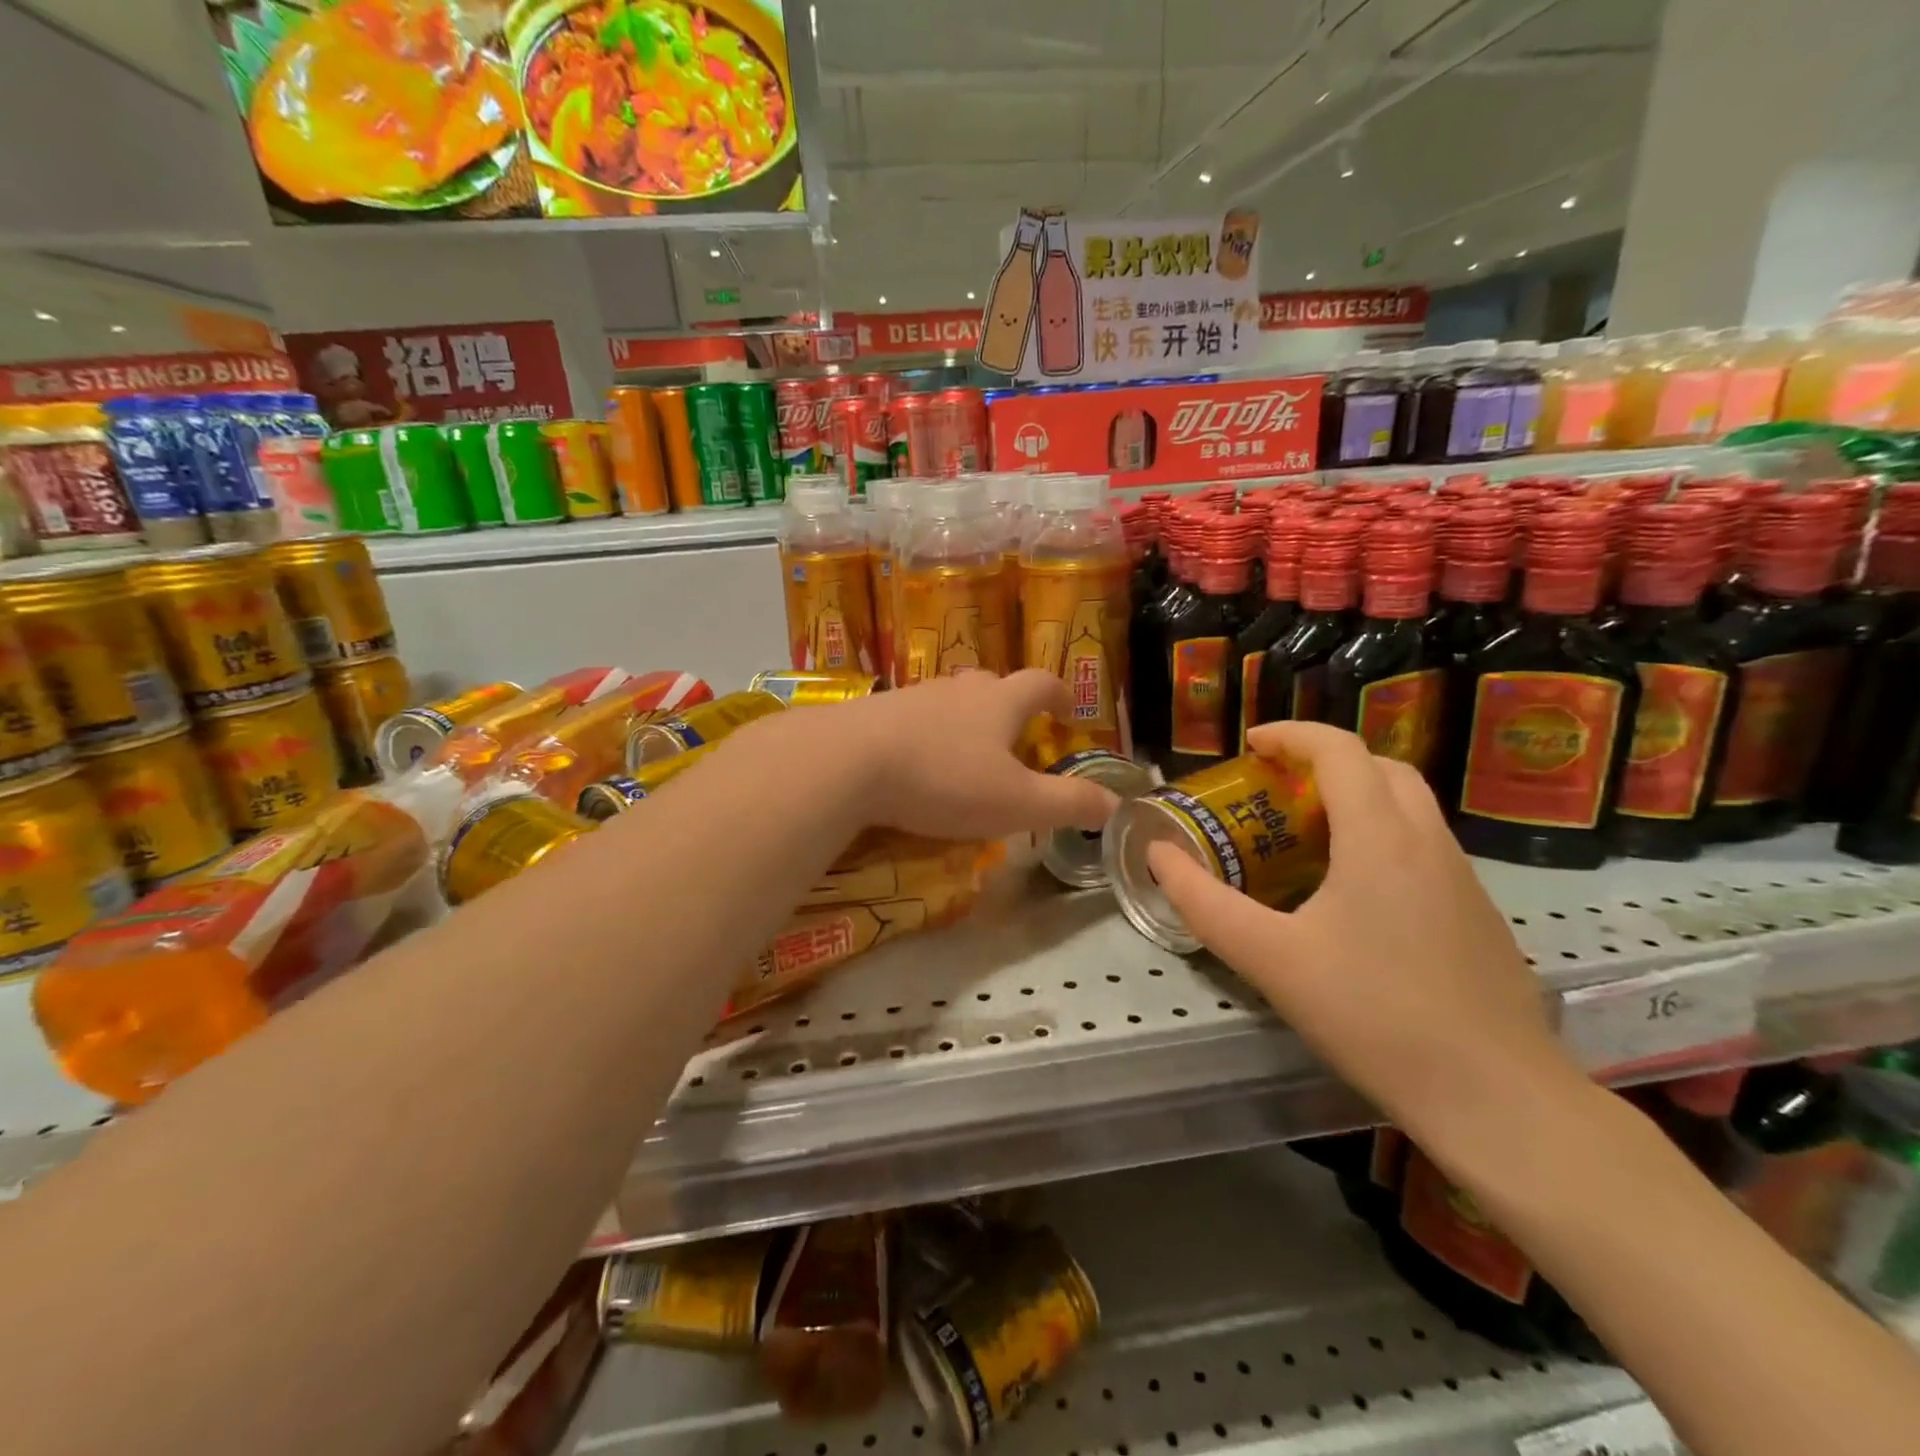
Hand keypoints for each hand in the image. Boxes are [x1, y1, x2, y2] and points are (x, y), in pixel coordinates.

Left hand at [837, 671, 1119, 840]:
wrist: (847, 763)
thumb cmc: (943, 781)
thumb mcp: (1016, 804)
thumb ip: (1068, 804)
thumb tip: (1115, 804)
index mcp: (999, 703)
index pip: (1040, 683)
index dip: (1059, 695)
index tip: (1066, 712)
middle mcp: (958, 690)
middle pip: (992, 683)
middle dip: (1008, 704)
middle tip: (1013, 734)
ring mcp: (913, 696)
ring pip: (949, 698)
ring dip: (963, 717)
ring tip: (964, 750)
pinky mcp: (875, 712)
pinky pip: (911, 715)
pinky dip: (923, 732)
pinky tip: (913, 760)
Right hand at [1145, 721, 1578, 1142]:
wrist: (1496, 1097)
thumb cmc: (1374, 1015)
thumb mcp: (1270, 959)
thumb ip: (1205, 903)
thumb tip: (1158, 856)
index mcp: (1380, 837)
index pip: (1340, 750)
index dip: (1291, 735)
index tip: (1251, 745)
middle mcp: (1428, 842)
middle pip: (1381, 768)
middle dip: (1326, 761)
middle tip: (1278, 788)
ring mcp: (1463, 878)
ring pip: (1409, 807)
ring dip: (1358, 798)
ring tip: (1308, 835)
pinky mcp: (1478, 914)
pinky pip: (1425, 847)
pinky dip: (1383, 837)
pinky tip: (1354, 895)